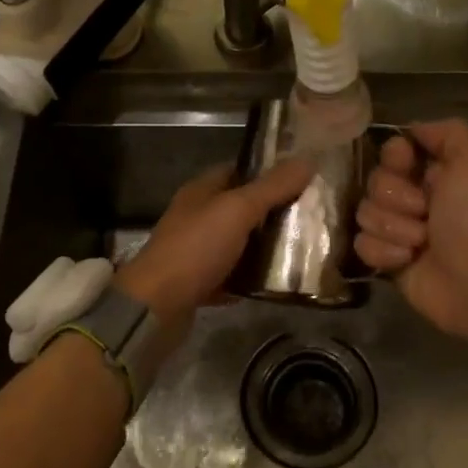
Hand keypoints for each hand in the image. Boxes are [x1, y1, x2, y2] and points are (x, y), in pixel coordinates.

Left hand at [115, 158, 314, 324]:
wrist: (156, 306)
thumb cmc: (195, 248)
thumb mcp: (237, 210)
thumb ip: (272, 187)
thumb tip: (307, 160)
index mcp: (201, 191)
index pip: (239, 170)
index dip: (269, 171)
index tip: (303, 177)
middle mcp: (197, 217)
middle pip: (241, 208)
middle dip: (273, 211)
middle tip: (311, 215)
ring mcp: (196, 251)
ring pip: (238, 242)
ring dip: (265, 246)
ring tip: (303, 248)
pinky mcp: (199, 283)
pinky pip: (232, 275)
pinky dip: (251, 277)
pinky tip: (277, 282)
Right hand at [355, 119, 467, 340]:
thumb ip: (449, 132)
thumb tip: (412, 130)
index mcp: (436, 172)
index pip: (392, 150)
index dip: (395, 157)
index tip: (407, 165)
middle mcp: (415, 197)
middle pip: (375, 181)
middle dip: (396, 197)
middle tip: (425, 212)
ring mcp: (399, 230)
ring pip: (365, 212)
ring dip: (394, 227)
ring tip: (421, 242)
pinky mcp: (387, 259)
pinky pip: (362, 243)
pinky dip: (385, 252)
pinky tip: (407, 260)